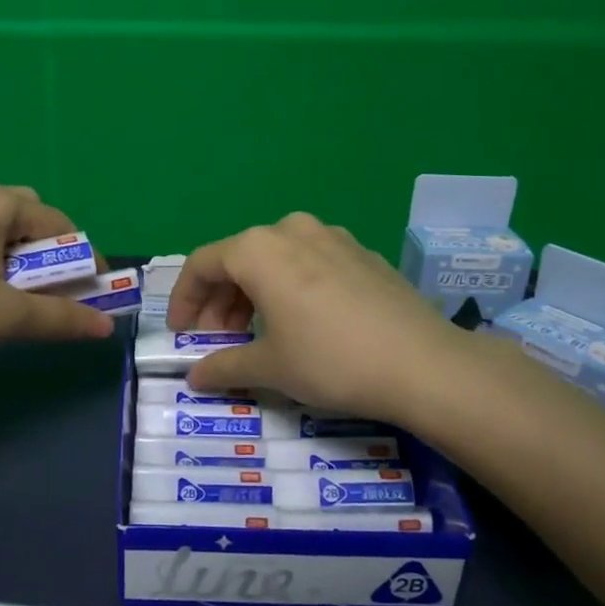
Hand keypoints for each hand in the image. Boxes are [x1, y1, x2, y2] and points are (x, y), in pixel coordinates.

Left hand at [0, 178, 114, 381]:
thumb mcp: (2, 317)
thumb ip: (60, 318)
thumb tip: (107, 326)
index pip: (59, 226)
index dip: (83, 263)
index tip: (94, 299)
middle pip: (29, 224)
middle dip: (50, 264)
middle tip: (54, 304)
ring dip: (20, 269)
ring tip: (18, 309)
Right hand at [168, 212, 463, 424]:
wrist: (423, 364)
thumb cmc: (331, 360)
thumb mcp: (269, 368)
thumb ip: (223, 366)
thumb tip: (195, 376)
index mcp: (259, 249)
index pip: (202, 265)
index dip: (184, 300)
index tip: (181, 333)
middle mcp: (291, 230)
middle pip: (238, 260)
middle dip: (219, 302)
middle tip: (218, 341)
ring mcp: (332, 237)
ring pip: (275, 260)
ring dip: (253, 295)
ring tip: (257, 335)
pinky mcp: (363, 253)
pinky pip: (309, 263)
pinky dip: (289, 288)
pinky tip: (302, 323)